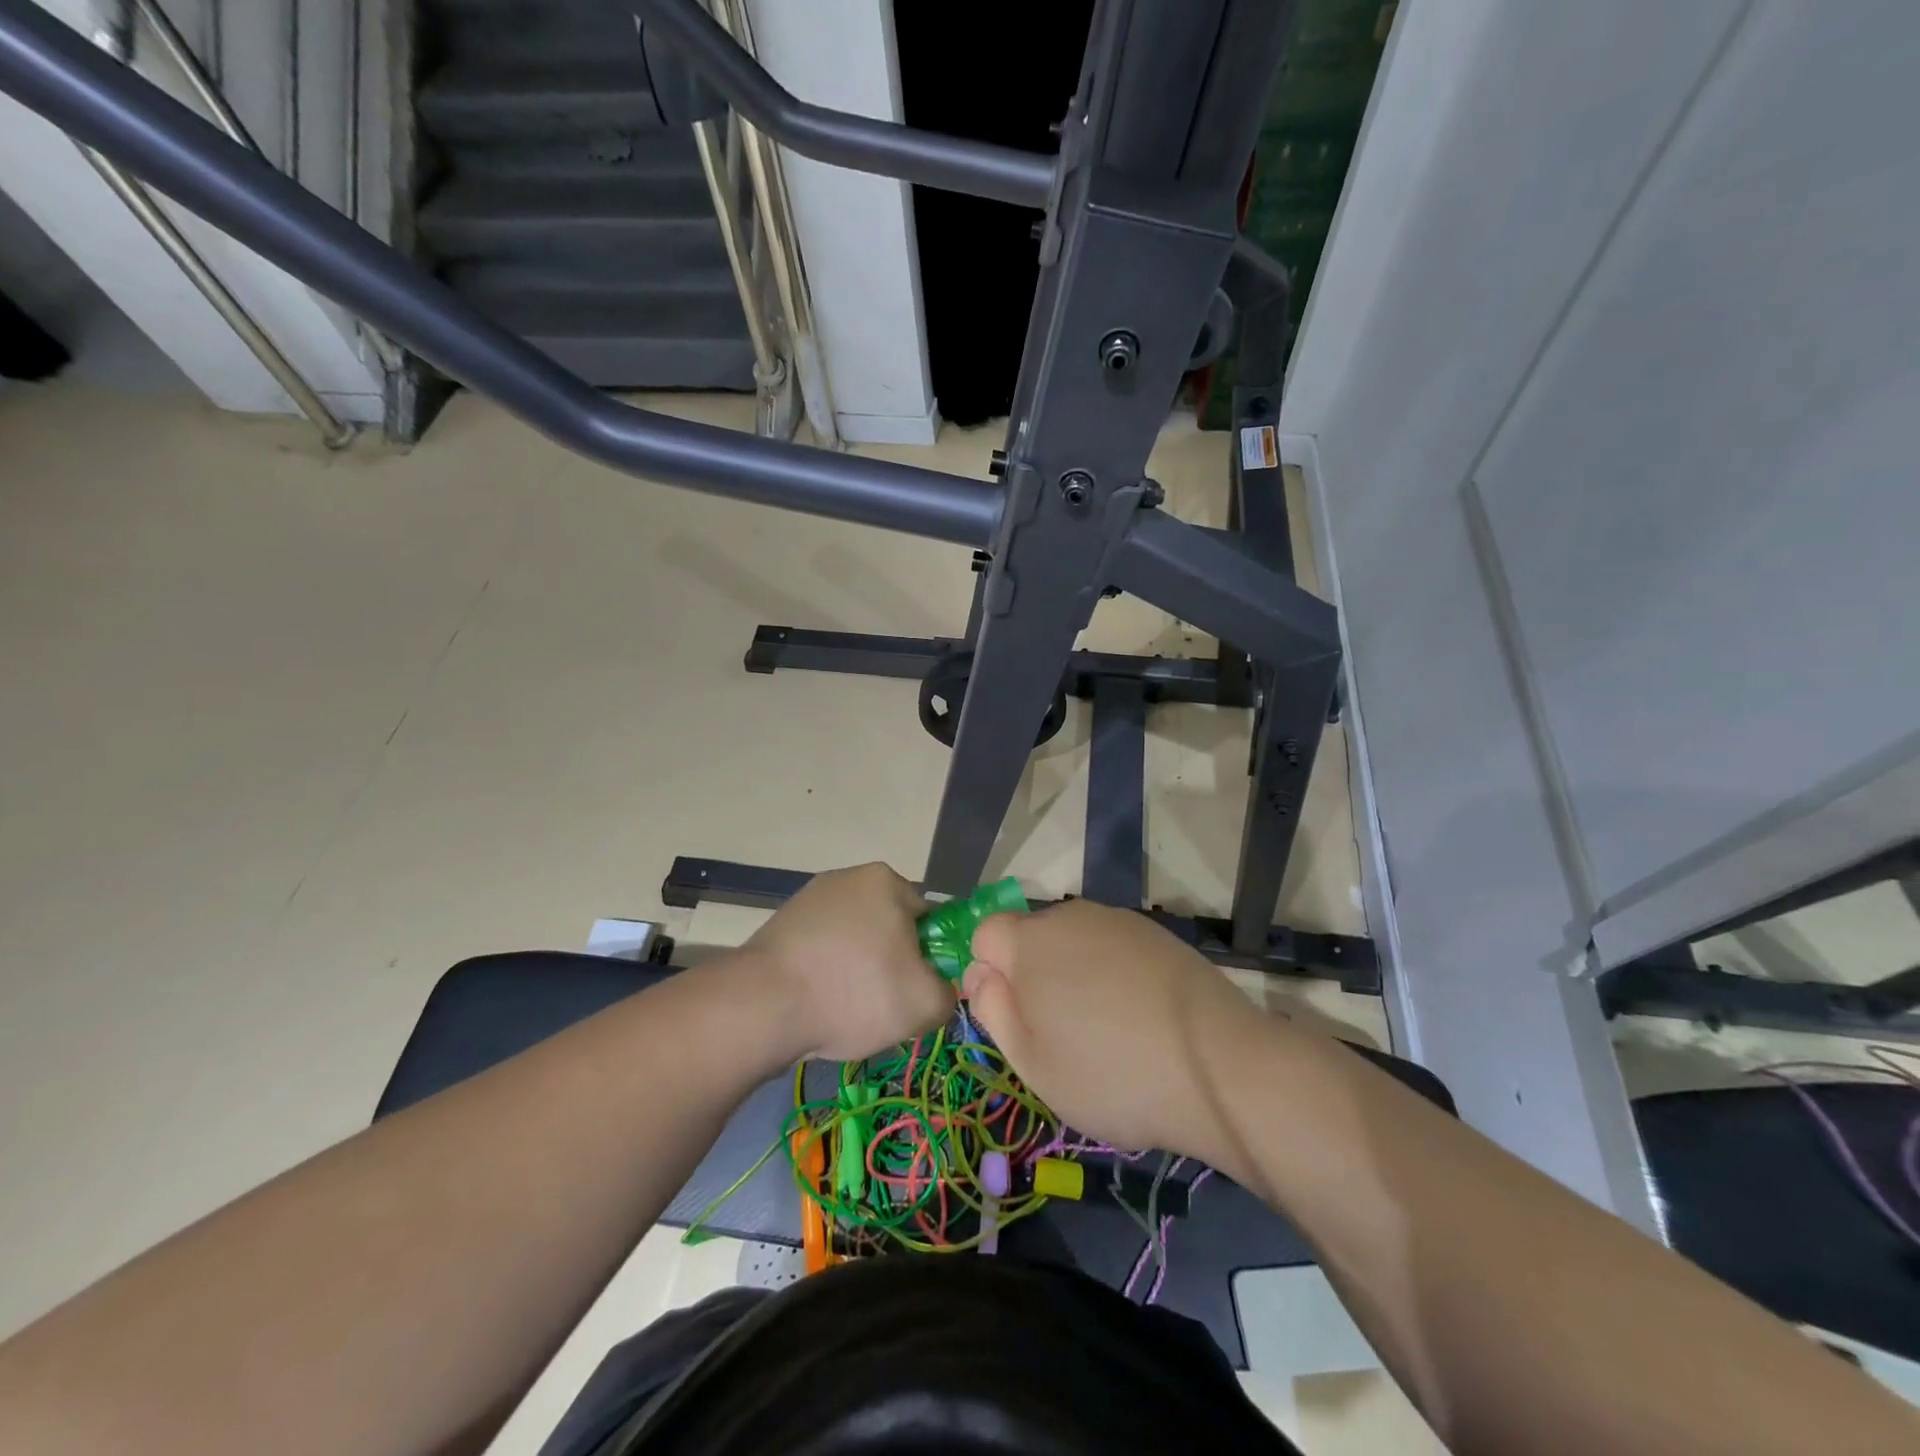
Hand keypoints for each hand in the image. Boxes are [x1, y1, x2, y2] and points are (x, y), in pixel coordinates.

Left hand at [742, 862, 952, 1061]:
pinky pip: (820, 952)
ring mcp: (809, 899)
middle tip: (885, 1005)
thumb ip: (948, 994)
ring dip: (856, 972)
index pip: (928, 918)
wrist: (762, 1006)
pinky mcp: (780, 925)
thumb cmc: (854, 992)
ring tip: (846, 1011)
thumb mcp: (924, 1004)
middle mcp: (848, 878)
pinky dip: (825, 976)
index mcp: (886, 881)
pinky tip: (817, 1005)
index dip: (929, 957)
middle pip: (888, 928)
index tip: (917, 989)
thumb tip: (937, 991)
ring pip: (853, 942)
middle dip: (891, 964)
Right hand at [963, 899, 1259, 1157]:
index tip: (1014, 1018)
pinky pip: (1112, 947)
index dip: (989, 974)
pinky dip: (1112, 974)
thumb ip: (993, 1009)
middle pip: (1031, 937)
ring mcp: (1118, 921)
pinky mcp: (1156, 933)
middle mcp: (1070, 917)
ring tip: (1105, 1029)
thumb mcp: (1032, 1062)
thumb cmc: (1110, 1074)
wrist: (1217, 1067)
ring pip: (1073, 942)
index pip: (985, 934)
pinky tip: (1139, 1017)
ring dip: (1074, 974)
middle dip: (1032, 975)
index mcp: (1030, 943)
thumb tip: (978, 973)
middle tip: (1059, 1033)